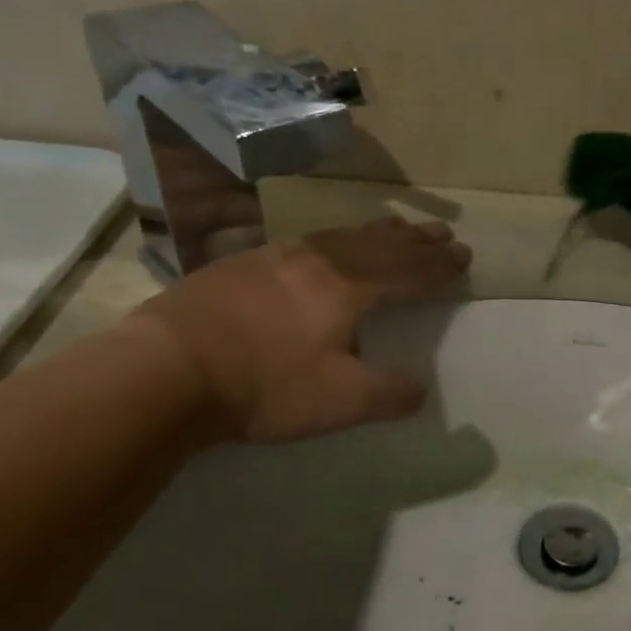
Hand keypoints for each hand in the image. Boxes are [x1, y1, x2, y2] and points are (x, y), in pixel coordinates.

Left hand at [131, 218, 470, 442]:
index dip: (439, 268)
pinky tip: (328, 245)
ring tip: (400, 228)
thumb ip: (389, 395)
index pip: (408, 273)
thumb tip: (420, 390)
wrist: (166, 370)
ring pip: (343, 236)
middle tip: (444, 234)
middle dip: (417, 242)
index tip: (465, 258)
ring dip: (379, 233)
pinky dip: (338, 238)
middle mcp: (318, 261)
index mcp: (348, 289)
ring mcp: (276, 257)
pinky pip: (309, 241)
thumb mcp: (340, 402)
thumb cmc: (264, 385)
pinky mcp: (242, 263)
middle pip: (380, 244)